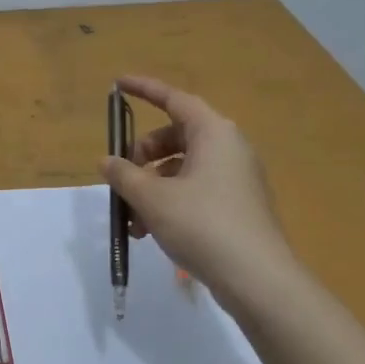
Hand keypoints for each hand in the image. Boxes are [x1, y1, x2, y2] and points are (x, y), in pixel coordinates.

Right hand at [99, 75, 297, 303]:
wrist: (257, 279)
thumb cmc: (202, 224)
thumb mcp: (152, 198)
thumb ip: (124, 174)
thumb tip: (107, 161)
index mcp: (214, 133)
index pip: (174, 99)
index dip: (144, 90)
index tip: (118, 85)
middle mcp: (229, 148)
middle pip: (176, 136)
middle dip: (143, 155)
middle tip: (122, 176)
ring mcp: (236, 178)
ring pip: (183, 168)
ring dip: (151, 186)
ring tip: (131, 220)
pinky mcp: (237, 206)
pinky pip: (196, 190)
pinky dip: (169, 201)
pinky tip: (150, 232)